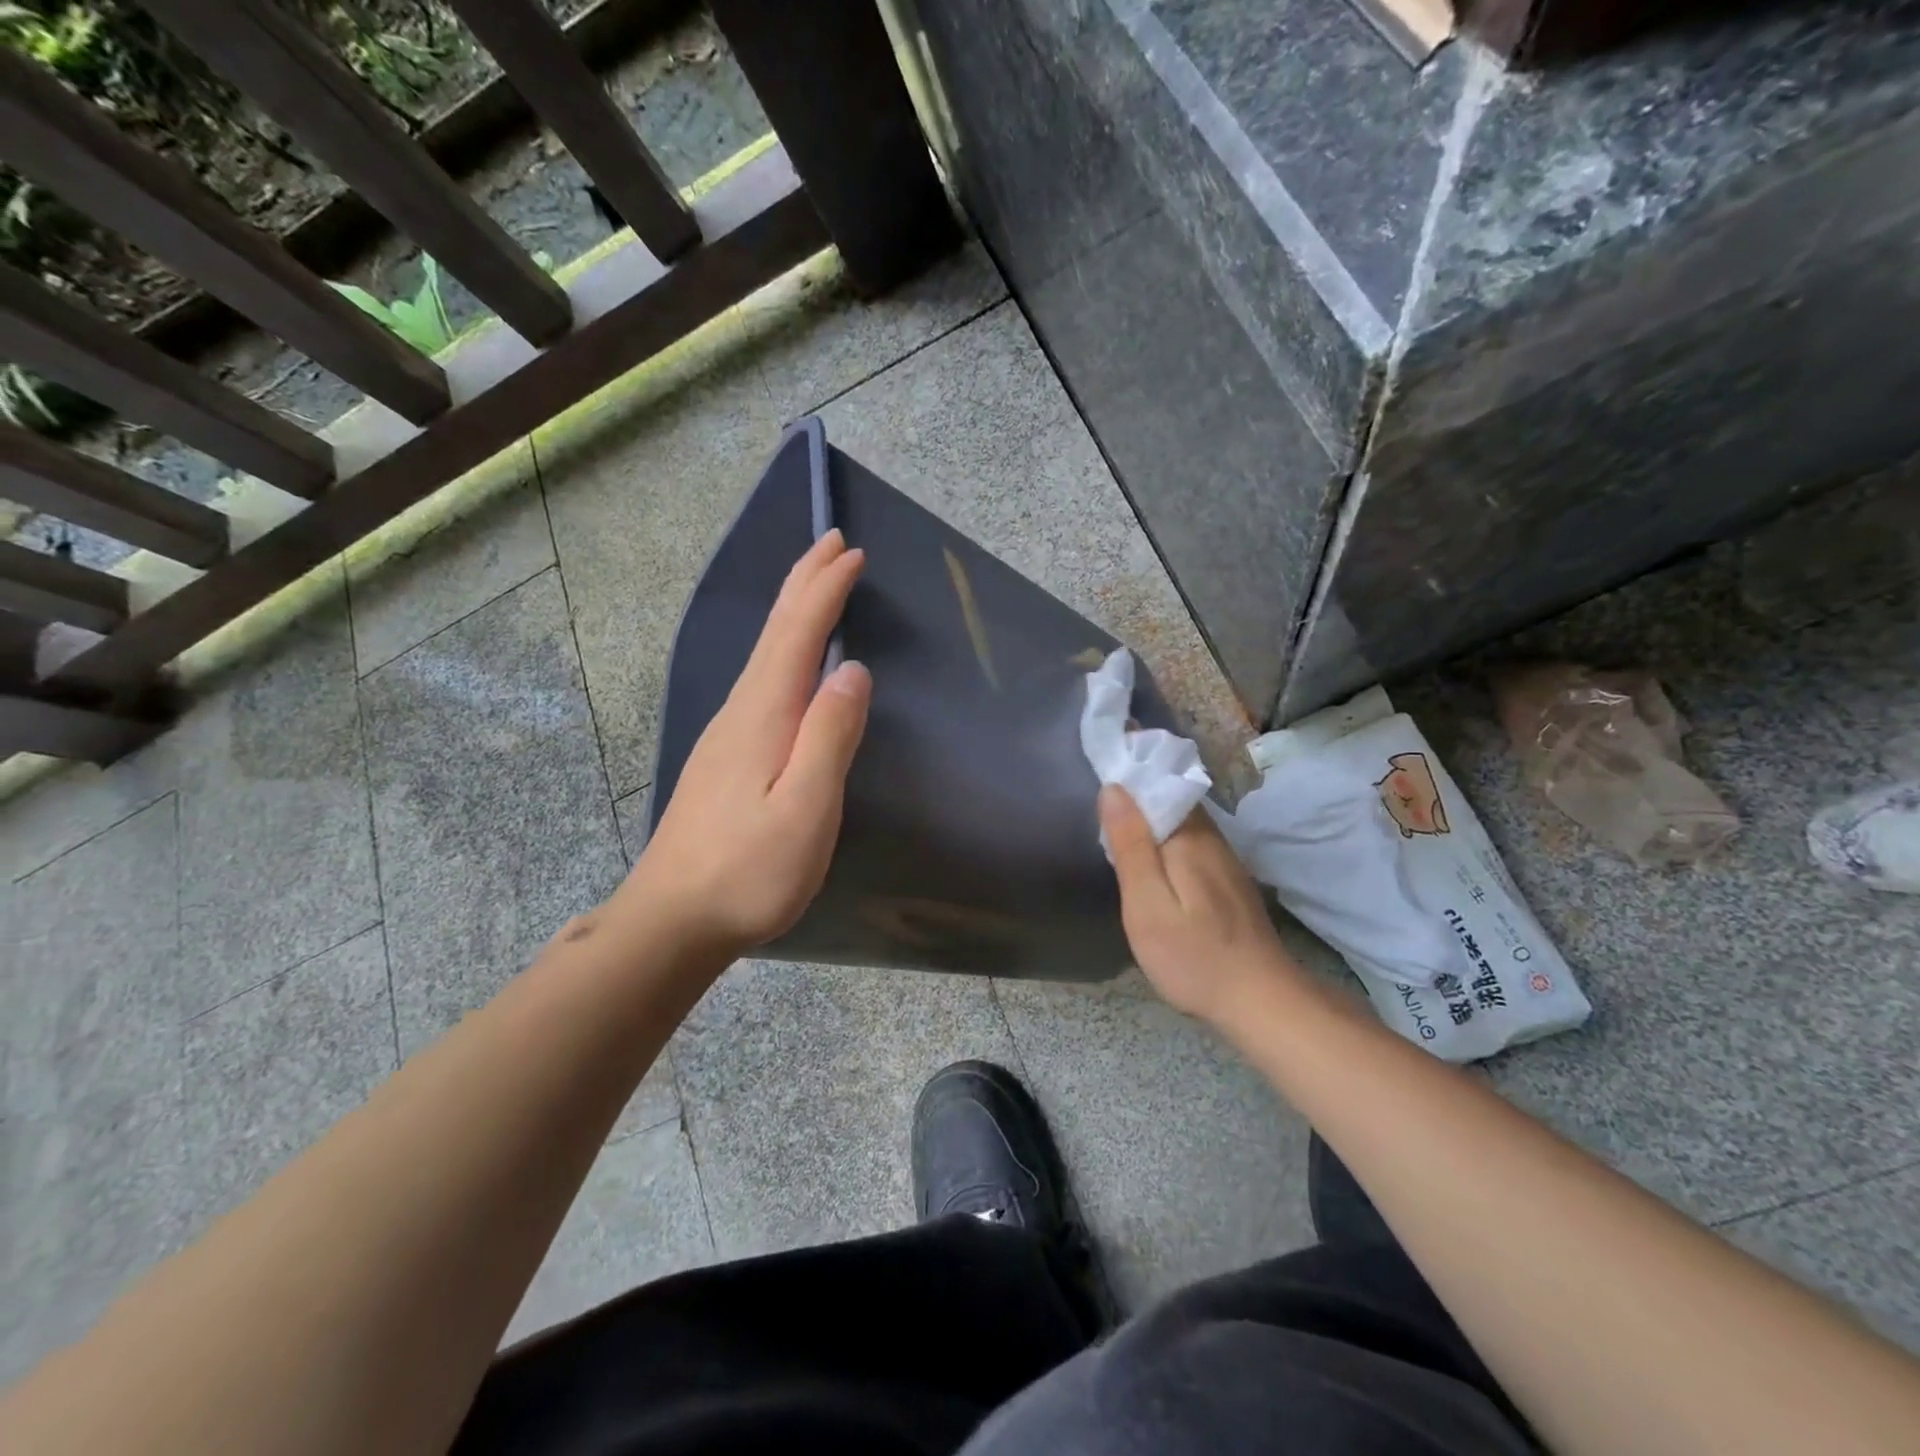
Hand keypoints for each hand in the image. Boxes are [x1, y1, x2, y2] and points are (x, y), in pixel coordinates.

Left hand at [623, 530, 871, 958]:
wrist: (672, 920)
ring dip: (792, 612)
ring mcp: (726, 734)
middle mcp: (740, 712)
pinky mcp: (724, 757)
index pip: (797, 635)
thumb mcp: (805, 809)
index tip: (851, 554)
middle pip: (773, 633)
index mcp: (763, 716)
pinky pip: (759, 679)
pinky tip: (787, 662)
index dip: (825, 592)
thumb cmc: (748, 872)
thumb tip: (852, 671)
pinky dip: (781, 649)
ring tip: (814, 585)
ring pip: (764, 653)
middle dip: (804, 584)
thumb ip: (829, 737)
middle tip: (830, 543)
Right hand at [1099, 785, 1301, 1022]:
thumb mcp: (1148, 906)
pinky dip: (1167, 834)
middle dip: (1140, 788)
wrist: (1260, 1001)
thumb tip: (1114, 789)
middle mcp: (1210, 838)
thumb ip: (1131, 846)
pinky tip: (1151, 852)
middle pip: (1171, 798)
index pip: (1157, 783)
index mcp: (1188, 838)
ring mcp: (1223, 859)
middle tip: (1099, 790)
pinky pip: (1191, 840)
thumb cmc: (1194, 957)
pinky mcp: (1227, 879)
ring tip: (1116, 817)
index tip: (1101, 759)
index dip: (1130, 770)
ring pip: (1182, 819)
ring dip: (1153, 811)